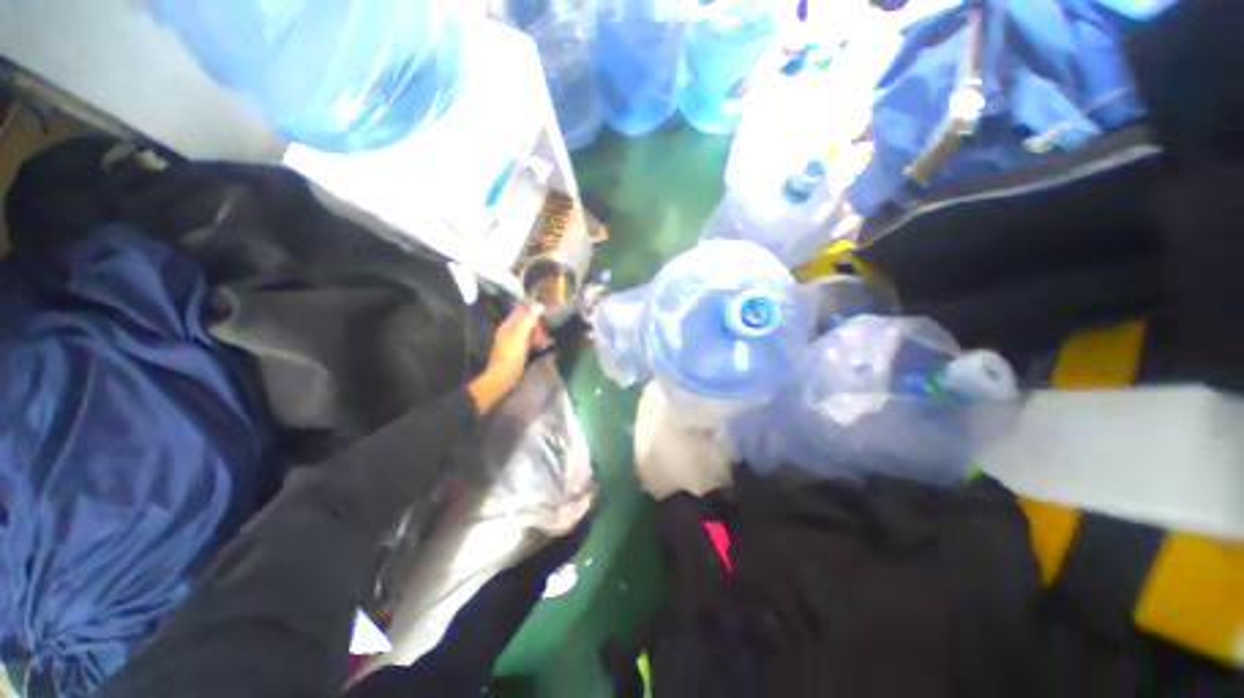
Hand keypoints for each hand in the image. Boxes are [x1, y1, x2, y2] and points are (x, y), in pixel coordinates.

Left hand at [468, 305, 544, 412]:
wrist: (502, 377)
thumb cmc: (511, 356)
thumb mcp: (521, 337)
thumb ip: (529, 321)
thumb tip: (539, 306)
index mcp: (507, 326)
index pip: (520, 311)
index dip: (532, 311)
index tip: (543, 316)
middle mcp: (509, 331)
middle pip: (525, 321)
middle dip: (535, 324)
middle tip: (541, 333)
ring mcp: (512, 341)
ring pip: (527, 331)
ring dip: (536, 333)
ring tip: (541, 341)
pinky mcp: (517, 350)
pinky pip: (527, 341)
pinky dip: (533, 341)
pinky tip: (539, 346)